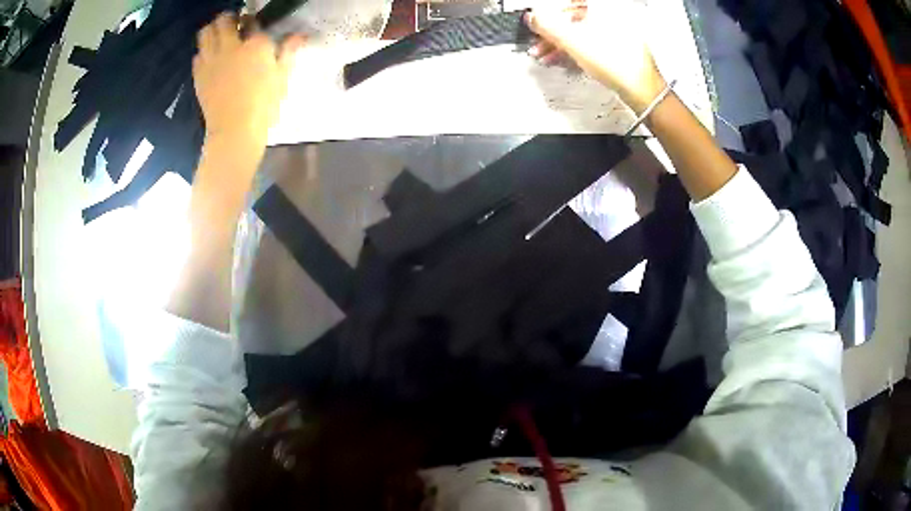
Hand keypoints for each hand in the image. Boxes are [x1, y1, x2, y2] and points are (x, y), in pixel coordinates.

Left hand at [194, 13, 303, 150]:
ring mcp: (211, 59)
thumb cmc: (263, 105)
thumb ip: (288, 51)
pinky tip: (211, 60)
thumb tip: (300, 35)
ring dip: (212, 31)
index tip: (255, 28)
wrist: (234, 131)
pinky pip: (197, 54)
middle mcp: (231, 45)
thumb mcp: (282, 77)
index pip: (252, 21)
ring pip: (206, 32)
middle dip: (229, 19)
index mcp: (256, 44)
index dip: (253, 22)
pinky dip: (203, 52)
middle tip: (234, 27)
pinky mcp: (199, 74)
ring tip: (219, 38)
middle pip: (224, 20)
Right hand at [525, 1, 665, 112]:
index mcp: (602, 6)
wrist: (640, 89)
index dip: (550, 12)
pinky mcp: (619, 46)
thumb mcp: (571, 40)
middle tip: (540, 40)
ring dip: (560, 41)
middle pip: (573, 16)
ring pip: (581, 30)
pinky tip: (565, 58)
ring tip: (547, 54)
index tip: (539, 21)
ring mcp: (618, 30)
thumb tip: (532, 17)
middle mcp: (612, 14)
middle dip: (552, 30)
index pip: (568, 2)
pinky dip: (576, 48)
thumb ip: (546, 25)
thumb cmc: (618, 64)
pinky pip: (592, 41)